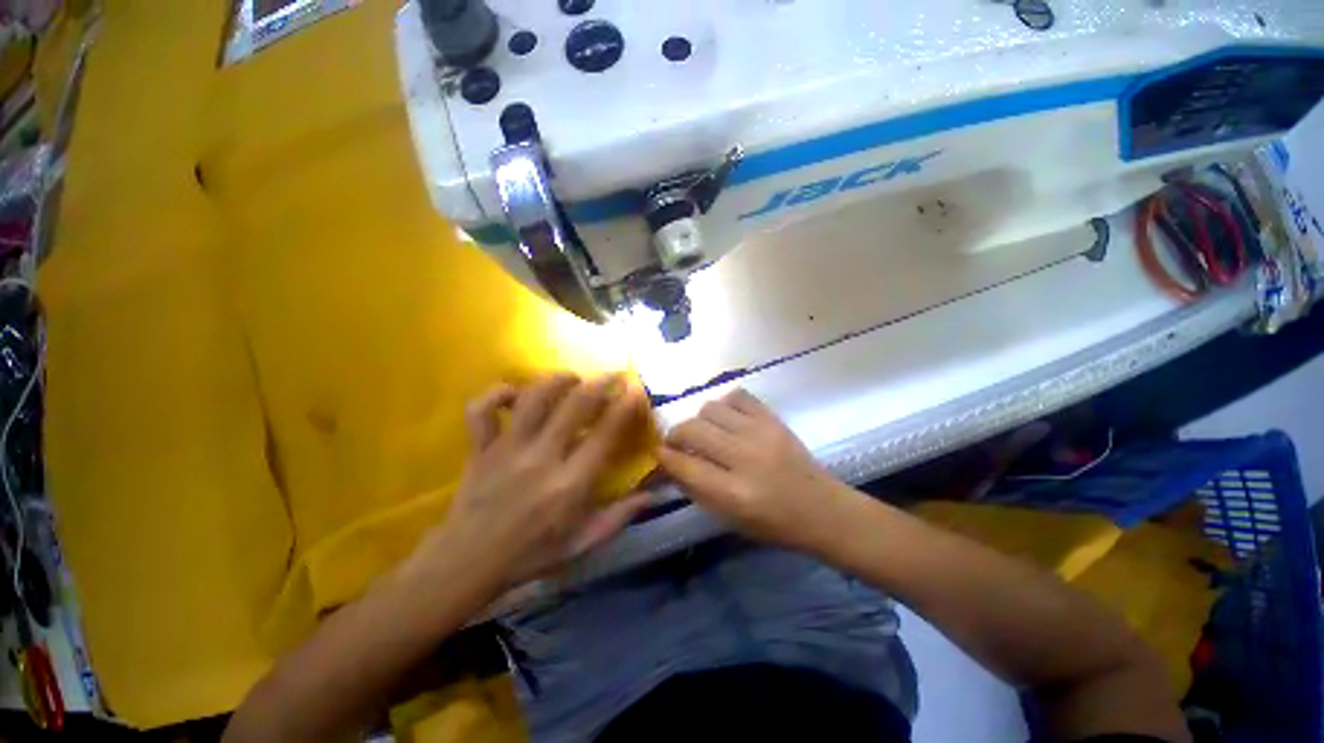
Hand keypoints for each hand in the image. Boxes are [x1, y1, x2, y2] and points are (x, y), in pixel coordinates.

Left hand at [412, 373, 651, 594]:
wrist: (465, 566)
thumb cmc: (529, 556)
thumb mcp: (581, 544)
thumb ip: (618, 517)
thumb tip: (651, 494)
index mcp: (569, 484)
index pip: (605, 435)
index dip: (624, 407)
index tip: (635, 390)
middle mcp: (541, 459)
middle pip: (574, 405)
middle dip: (599, 383)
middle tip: (611, 375)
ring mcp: (507, 450)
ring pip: (533, 398)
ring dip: (557, 380)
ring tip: (572, 378)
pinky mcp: (479, 448)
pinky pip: (482, 410)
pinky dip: (497, 393)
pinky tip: (514, 393)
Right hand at [657, 389, 853, 553]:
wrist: (822, 508)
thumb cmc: (774, 523)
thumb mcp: (729, 518)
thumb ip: (696, 489)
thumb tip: (671, 463)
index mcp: (733, 493)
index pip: (684, 464)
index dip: (664, 457)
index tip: (658, 453)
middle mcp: (745, 457)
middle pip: (692, 429)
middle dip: (675, 434)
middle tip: (677, 442)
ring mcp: (761, 433)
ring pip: (711, 408)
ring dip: (700, 420)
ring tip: (706, 432)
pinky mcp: (774, 419)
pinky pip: (738, 396)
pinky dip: (726, 404)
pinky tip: (728, 419)